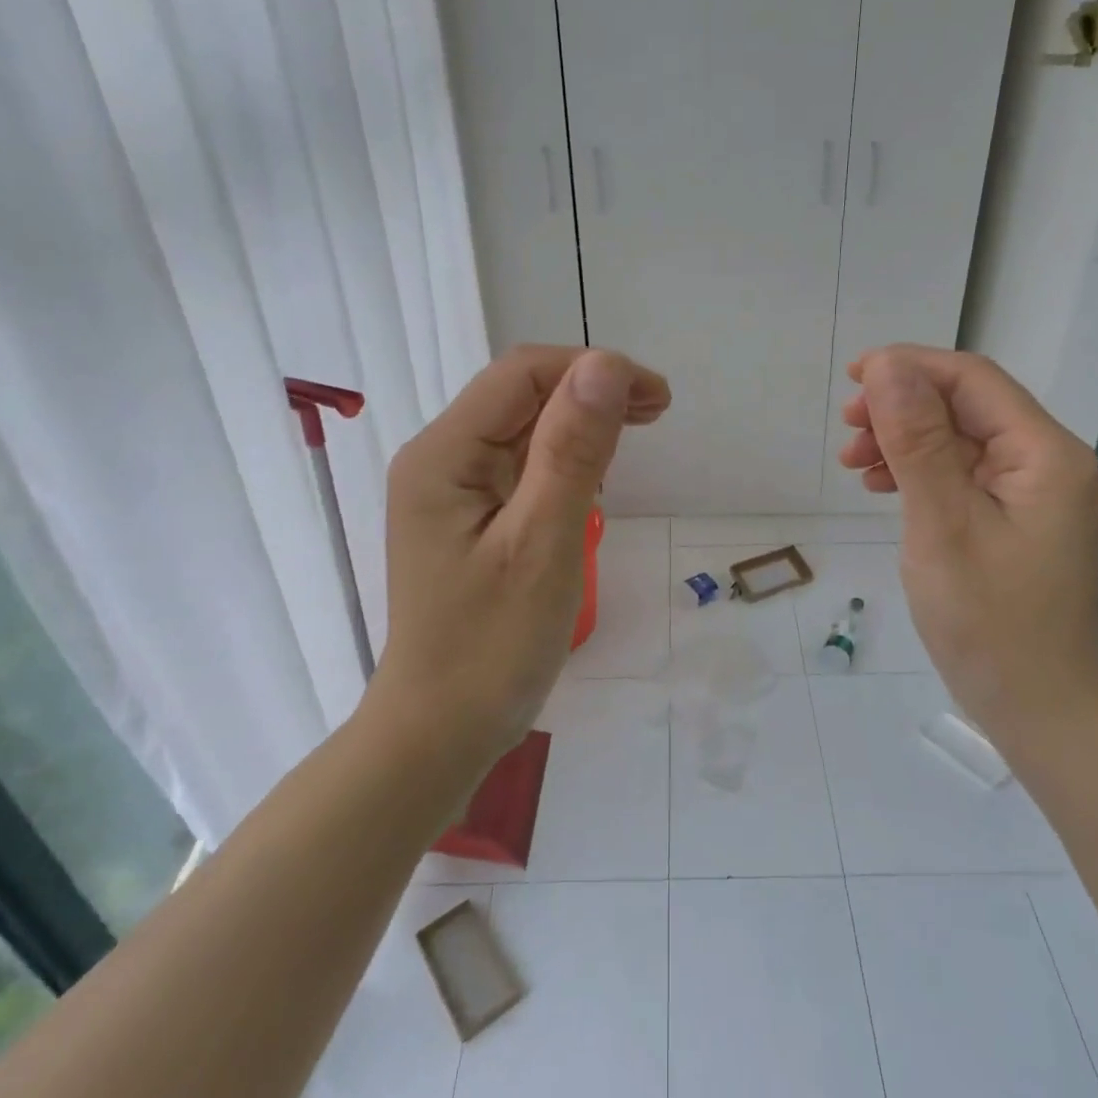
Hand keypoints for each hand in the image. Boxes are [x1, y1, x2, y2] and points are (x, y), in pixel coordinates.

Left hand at [373, 345, 669, 762]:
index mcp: (443, 455)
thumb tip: (604, 365)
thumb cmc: (491, 647)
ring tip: (636, 434)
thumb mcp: (542, 544)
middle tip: (658, 414)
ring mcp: (450, 490)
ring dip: (581, 423)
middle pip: (520, 395)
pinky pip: (519, 466)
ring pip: (523, 428)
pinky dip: (564, 459)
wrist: (440, 732)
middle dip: (591, 393)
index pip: (522, 374)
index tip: (656, 400)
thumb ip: (572, 452)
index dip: (594, 370)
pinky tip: (595, 475)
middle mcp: (439, 459)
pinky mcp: (467, 518)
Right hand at [836, 345, 1097, 743]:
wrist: (1037, 708)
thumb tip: (888, 367)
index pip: (972, 379)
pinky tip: (883, 486)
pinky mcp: (1013, 519)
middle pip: (966, 405)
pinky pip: (961, 475)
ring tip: (854, 463)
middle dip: (902, 406)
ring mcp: (1032, 493)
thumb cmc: (989, 621)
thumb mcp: (941, 524)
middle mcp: (1046, 461)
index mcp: (1043, 453)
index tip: (851, 380)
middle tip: (848, 431)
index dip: (909, 368)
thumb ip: (916, 441)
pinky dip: (919, 472)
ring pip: (958, 439)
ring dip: (904, 440)